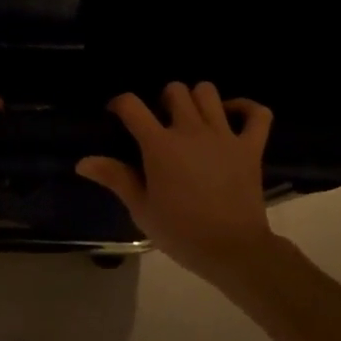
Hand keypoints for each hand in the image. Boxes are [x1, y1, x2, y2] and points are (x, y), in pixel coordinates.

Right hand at [77, 81, 274, 282]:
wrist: (232, 250)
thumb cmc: (181, 232)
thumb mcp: (141, 209)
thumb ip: (115, 178)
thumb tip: (83, 162)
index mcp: (160, 145)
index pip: (132, 105)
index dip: (121, 104)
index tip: (117, 115)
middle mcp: (191, 130)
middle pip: (175, 90)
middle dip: (163, 100)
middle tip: (161, 124)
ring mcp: (224, 135)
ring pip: (208, 92)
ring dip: (197, 100)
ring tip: (193, 119)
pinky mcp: (251, 146)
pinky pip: (258, 113)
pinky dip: (247, 108)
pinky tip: (233, 116)